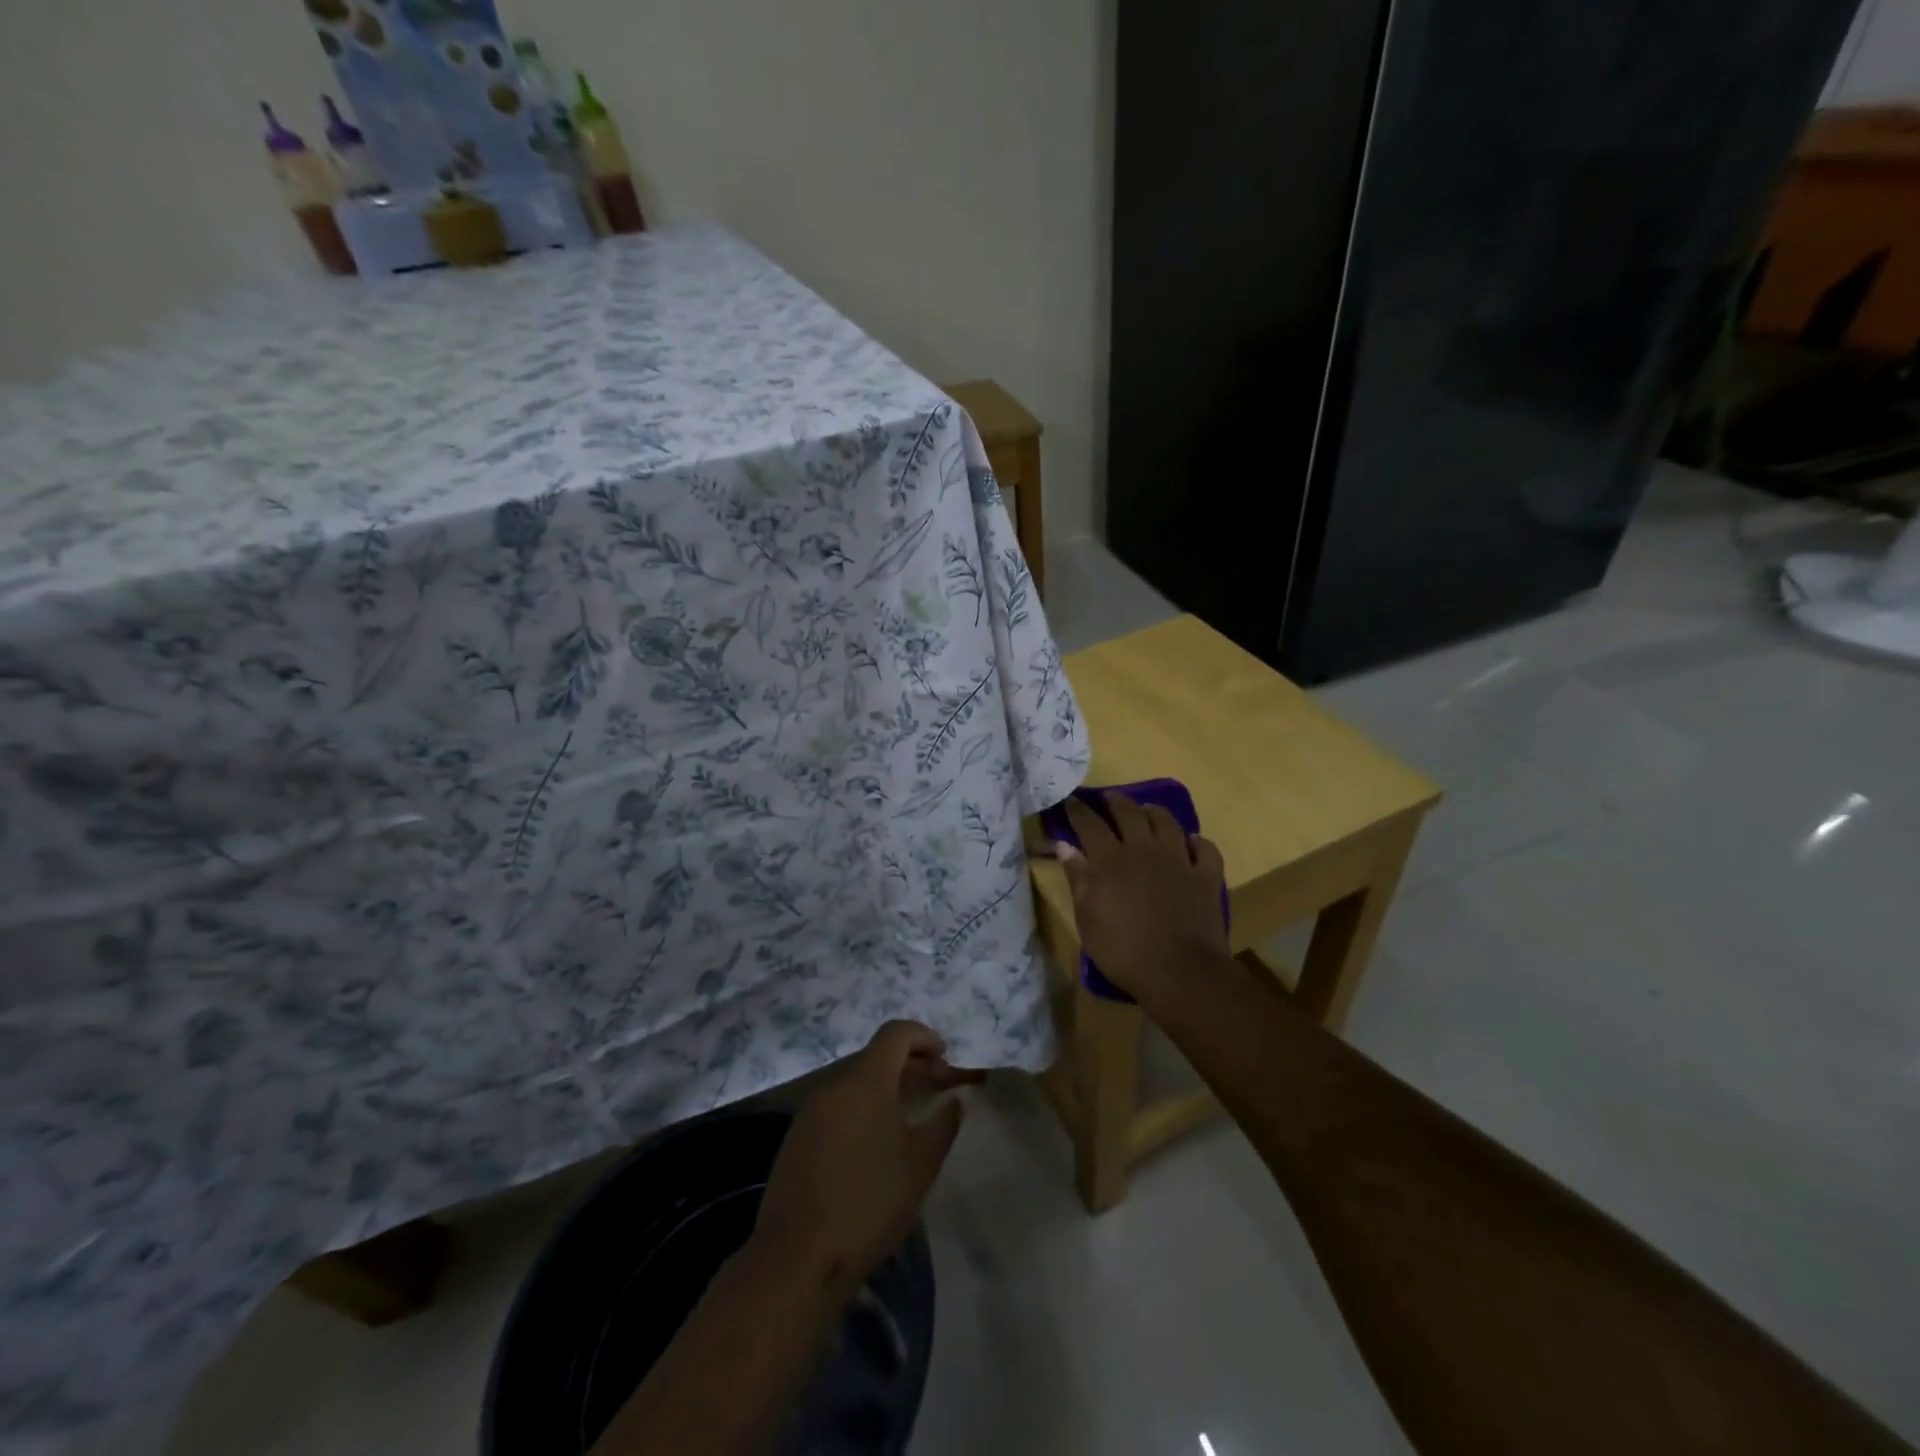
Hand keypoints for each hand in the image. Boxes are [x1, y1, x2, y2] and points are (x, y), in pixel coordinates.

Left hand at [753, 1021, 983, 1303]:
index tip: (945, 1058)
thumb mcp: (920, 1166)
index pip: (896, 1033)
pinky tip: (876, 1140)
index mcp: (866, 1080)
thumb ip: (943, 1124)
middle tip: (938, 1087)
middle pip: (876, 1055)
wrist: (797, 1258)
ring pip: (856, 1080)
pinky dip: (863, 1105)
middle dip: (910, 1064)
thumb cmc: (868, 1204)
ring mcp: (811, 1109)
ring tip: (911, 1114)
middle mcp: (835, 1084)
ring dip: (886, 1086)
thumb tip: (955, 1099)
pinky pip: (838, 1103)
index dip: (924, 1037)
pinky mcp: (798, 1135)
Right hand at [1059, 793, 1228, 1000]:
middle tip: (1107, 798)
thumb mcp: (1087, 918)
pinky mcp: (1206, 875)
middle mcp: (1144, 849)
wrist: (1179, 971)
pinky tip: (1190, 844)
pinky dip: (1196, 842)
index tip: (1070, 800)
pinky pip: (1204, 848)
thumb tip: (1065, 846)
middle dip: (1115, 801)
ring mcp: (1179, 859)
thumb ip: (1077, 878)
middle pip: (1129, 813)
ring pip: (1166, 822)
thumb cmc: (1122, 950)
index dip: (1077, 809)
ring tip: (1146, 811)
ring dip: (1153, 812)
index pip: (1089, 824)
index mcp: (1110, 859)